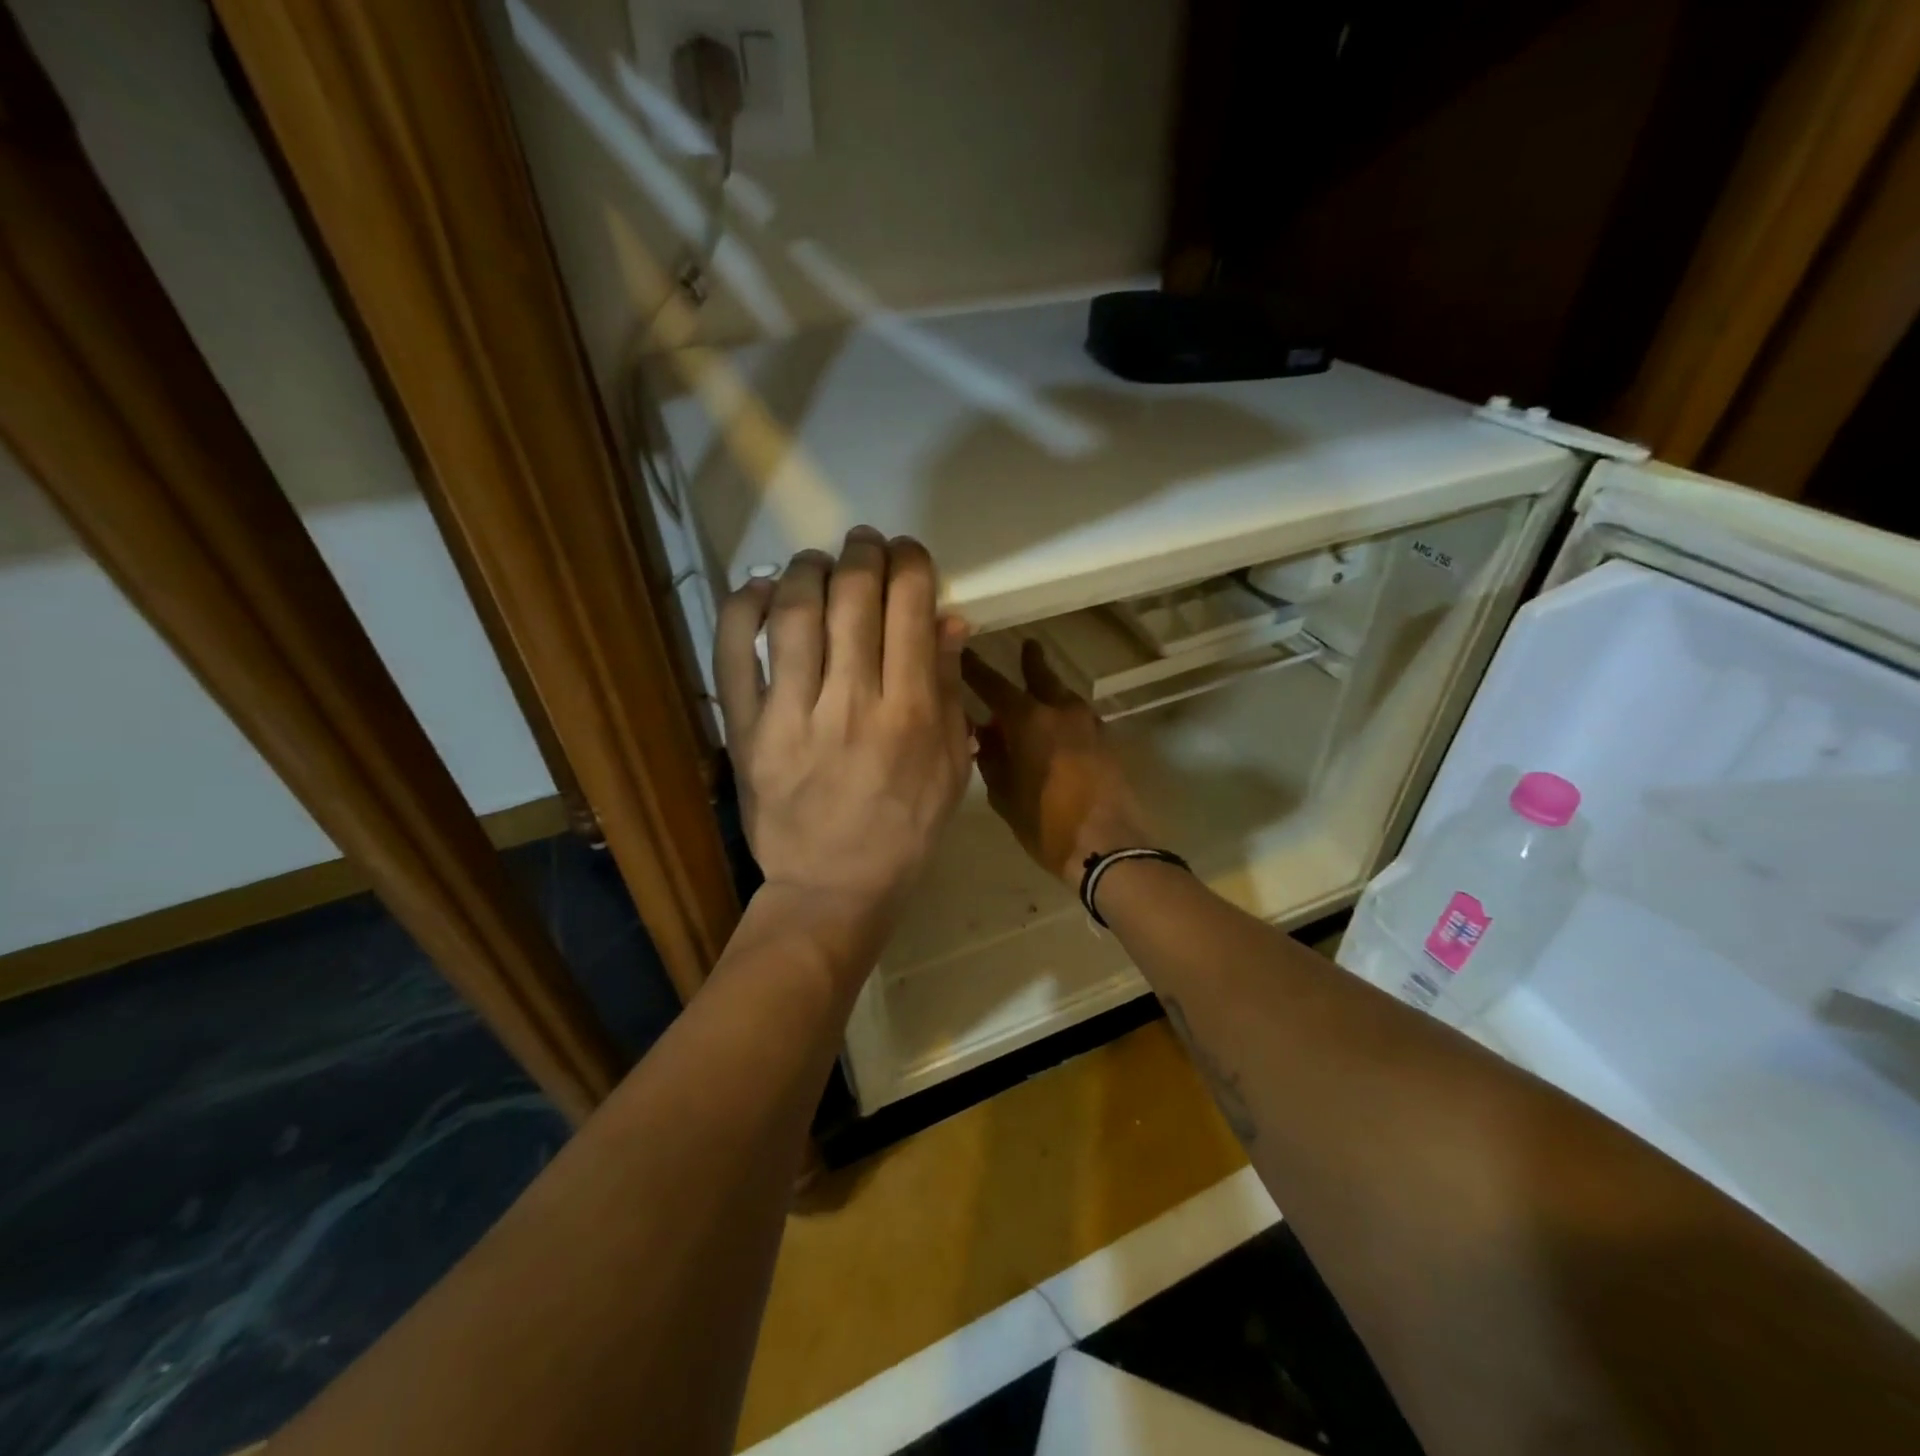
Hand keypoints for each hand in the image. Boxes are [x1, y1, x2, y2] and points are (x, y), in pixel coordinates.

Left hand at [715, 528, 972, 918]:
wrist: (833, 887)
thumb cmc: (905, 830)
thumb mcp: (951, 767)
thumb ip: (950, 690)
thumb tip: (948, 619)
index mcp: (911, 713)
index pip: (911, 608)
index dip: (910, 563)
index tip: (907, 555)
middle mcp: (852, 702)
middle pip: (853, 596)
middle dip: (862, 553)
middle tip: (864, 545)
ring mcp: (792, 715)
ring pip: (795, 611)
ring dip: (807, 568)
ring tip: (817, 562)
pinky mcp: (746, 729)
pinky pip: (734, 652)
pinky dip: (744, 607)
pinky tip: (762, 589)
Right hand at [962, 640, 1151, 882]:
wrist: (1108, 845)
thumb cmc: (1046, 823)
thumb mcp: (1004, 795)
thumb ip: (992, 759)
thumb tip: (985, 735)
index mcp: (1029, 721)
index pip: (994, 685)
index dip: (976, 669)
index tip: (963, 652)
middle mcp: (1060, 712)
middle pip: (1042, 677)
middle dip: (1030, 662)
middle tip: (1026, 647)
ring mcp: (1089, 725)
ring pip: (1065, 695)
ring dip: (1051, 689)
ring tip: (1040, 689)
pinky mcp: (1107, 742)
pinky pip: (1081, 717)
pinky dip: (1066, 713)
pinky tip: (1060, 725)